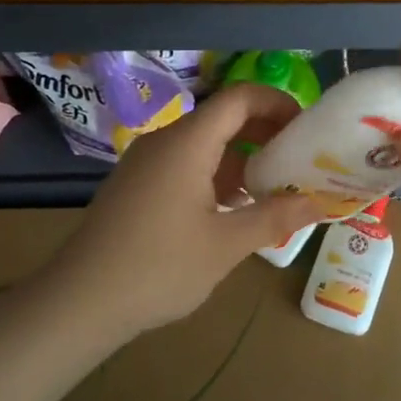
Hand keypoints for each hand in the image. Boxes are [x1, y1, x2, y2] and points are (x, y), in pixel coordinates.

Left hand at [41, 82, 322, 338]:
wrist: (79, 302)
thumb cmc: (158, 268)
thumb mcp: (226, 245)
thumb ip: (275, 217)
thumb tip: (321, 203)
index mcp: (187, 143)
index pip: (240, 98)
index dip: (278, 103)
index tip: (307, 129)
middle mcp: (165, 141)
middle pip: (223, 117)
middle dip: (265, 133)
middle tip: (299, 161)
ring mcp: (146, 163)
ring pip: (204, 144)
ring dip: (242, 158)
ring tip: (275, 188)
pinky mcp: (136, 185)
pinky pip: (185, 164)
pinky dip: (216, 175)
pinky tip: (234, 209)